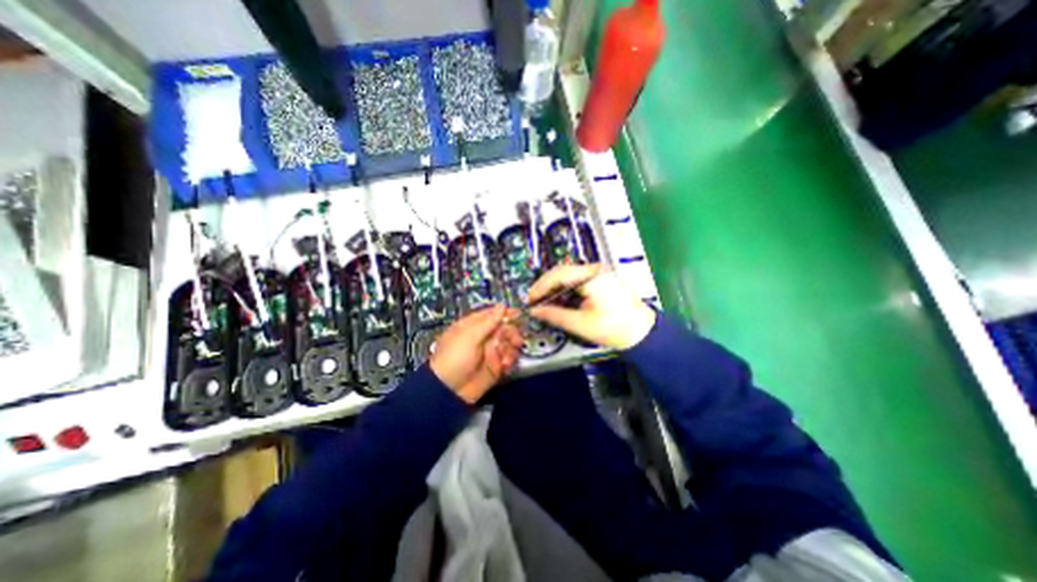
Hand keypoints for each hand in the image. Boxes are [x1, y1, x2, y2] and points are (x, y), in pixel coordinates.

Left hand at [429, 305, 527, 405]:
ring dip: (511, 349)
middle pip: (506, 328)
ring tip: (506, 358)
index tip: (520, 314)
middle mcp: (484, 336)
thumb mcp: (470, 336)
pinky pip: (510, 358)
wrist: (449, 390)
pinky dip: (510, 360)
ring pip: (510, 343)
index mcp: (474, 325)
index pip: (493, 314)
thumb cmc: (455, 357)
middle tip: (515, 340)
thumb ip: (488, 321)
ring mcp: (491, 351)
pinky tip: (505, 365)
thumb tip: (502, 305)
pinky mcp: (497, 366)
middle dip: (512, 333)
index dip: (506, 313)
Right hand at [528, 264, 654, 350]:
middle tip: (535, 302)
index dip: (540, 287)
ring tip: (546, 304)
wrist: (642, 333)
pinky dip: (566, 290)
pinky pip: (578, 281)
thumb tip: (535, 311)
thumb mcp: (580, 323)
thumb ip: (554, 315)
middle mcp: (595, 270)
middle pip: (562, 272)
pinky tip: (562, 302)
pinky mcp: (601, 280)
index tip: (530, 300)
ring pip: (569, 276)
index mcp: (590, 277)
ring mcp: (599, 274)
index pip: (557, 275)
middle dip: (546, 287)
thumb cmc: (615, 328)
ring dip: (556, 289)